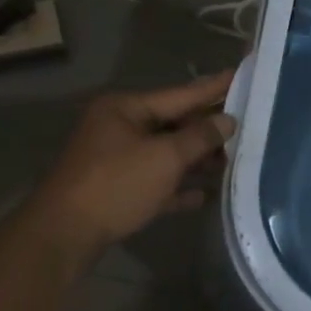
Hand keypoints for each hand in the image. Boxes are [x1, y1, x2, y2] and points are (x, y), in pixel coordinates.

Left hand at [22, 68, 235, 253]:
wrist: (63, 236)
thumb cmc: (116, 185)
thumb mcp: (165, 157)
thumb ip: (200, 137)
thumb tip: (227, 121)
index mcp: (126, 109)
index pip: (181, 94)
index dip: (214, 87)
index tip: (241, 73)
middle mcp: (120, 128)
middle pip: (174, 123)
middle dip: (208, 129)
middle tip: (248, 124)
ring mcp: (116, 160)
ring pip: (166, 154)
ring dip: (197, 160)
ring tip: (233, 161)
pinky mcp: (116, 190)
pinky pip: (156, 182)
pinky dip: (178, 186)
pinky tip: (204, 195)